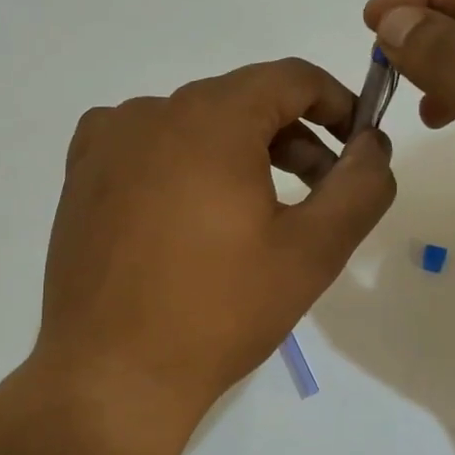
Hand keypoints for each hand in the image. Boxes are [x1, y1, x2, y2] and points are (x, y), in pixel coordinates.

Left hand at [31, 58, 394, 445]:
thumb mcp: (313, 251)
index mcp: (211, 118)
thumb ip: (360, 186)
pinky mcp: (81, 176)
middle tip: (319, 195)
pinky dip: (183, 163)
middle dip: (293, 138)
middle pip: (242, 101)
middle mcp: (152, 111)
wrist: (112, 376)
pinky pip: (146, 145)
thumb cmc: (220, 311)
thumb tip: (374, 145)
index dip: (337, 104)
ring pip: (194, 124)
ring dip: (239, 153)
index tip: (358, 148)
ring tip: (256, 214)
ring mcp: (107, 142)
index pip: (291, 78)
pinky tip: (189, 212)